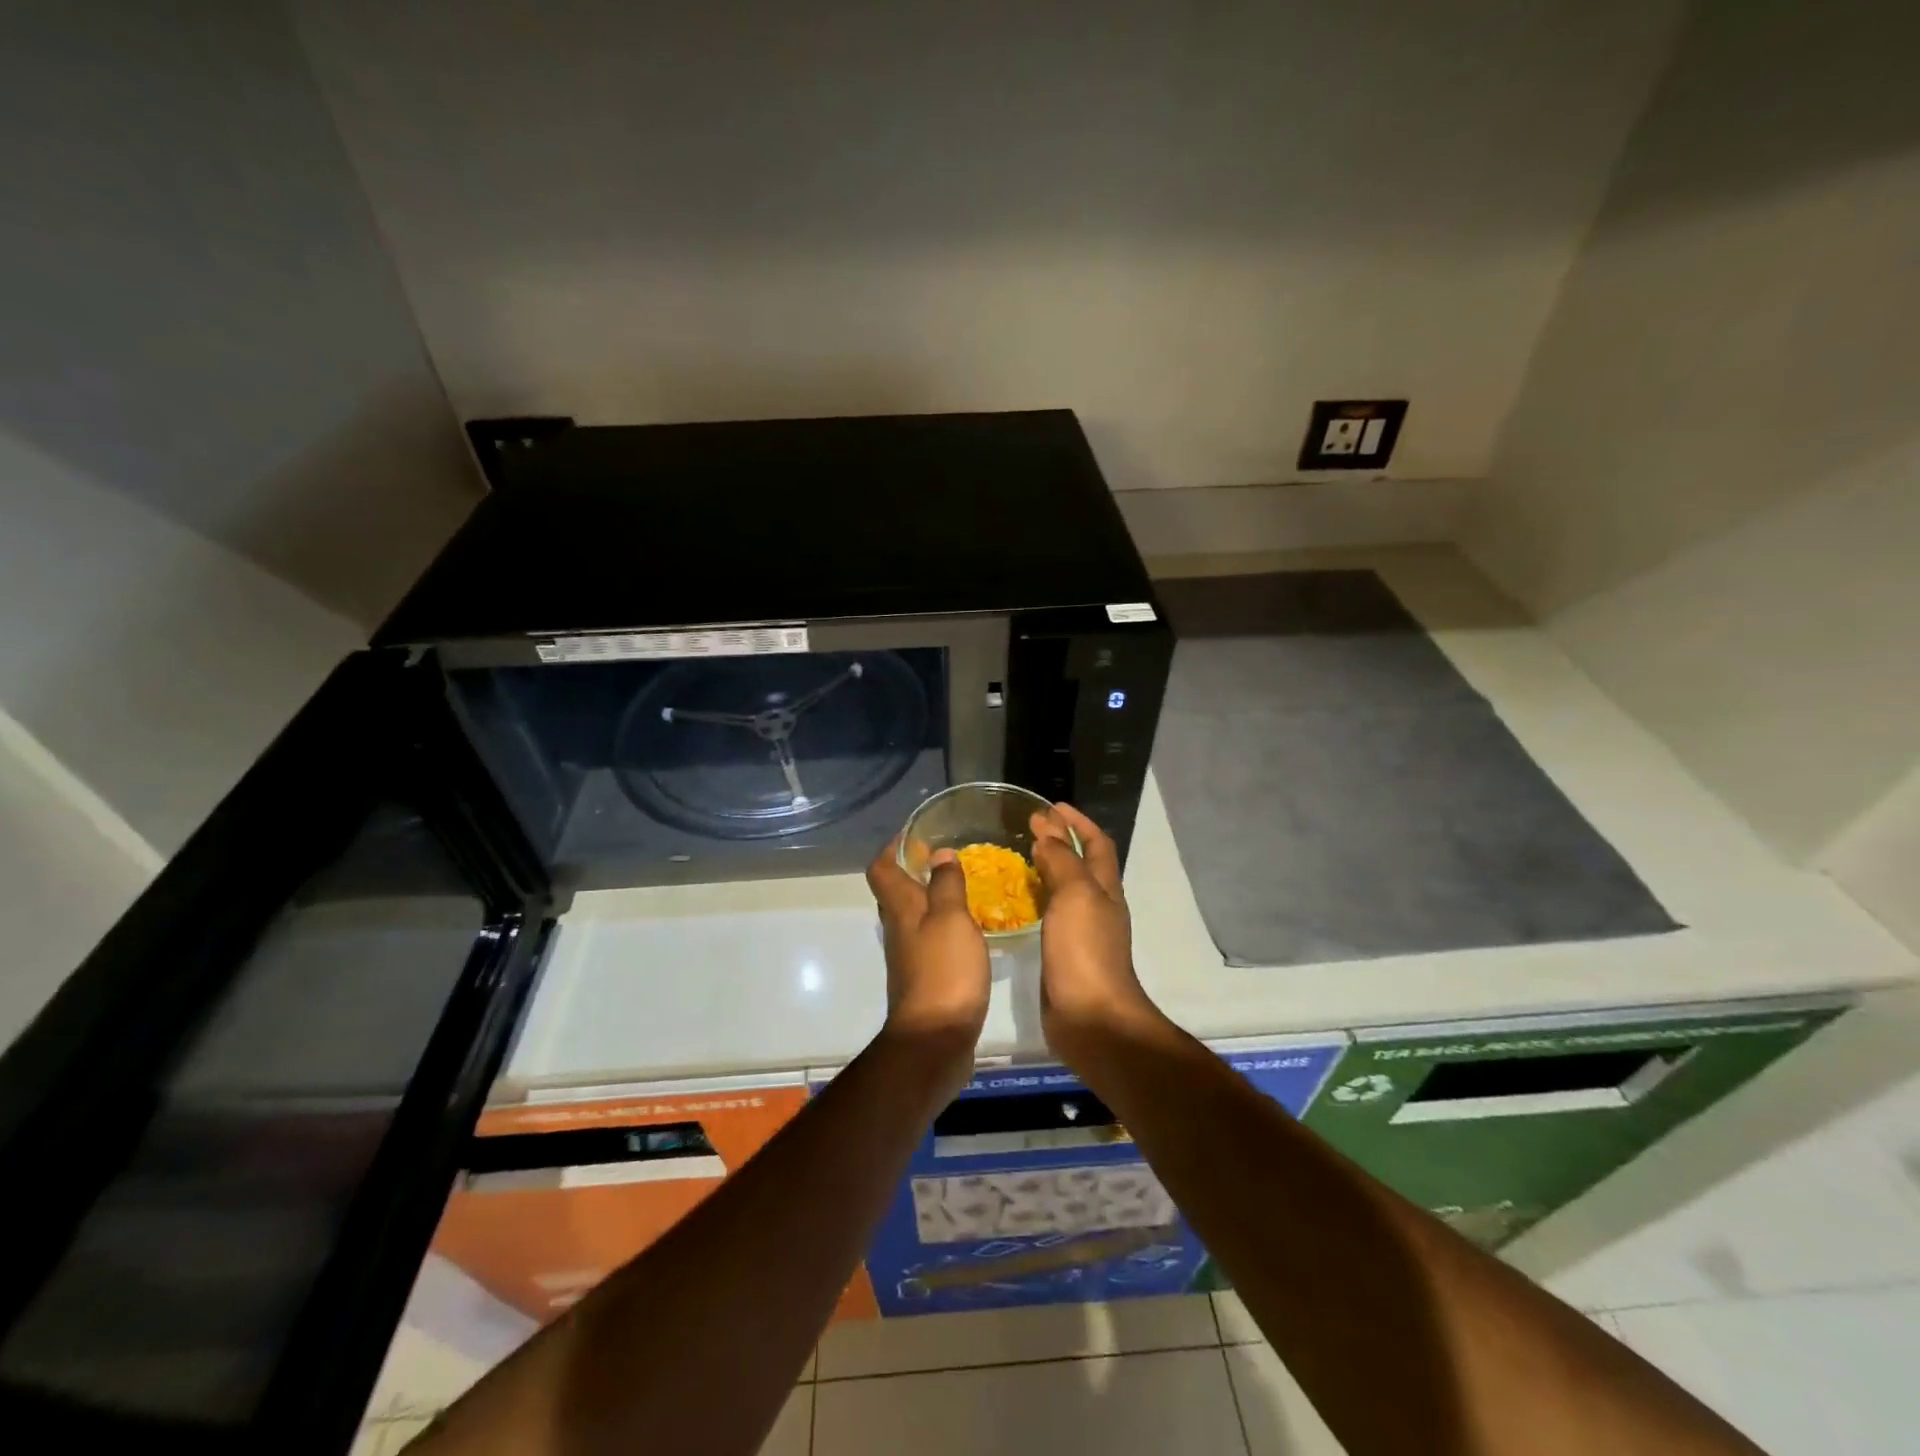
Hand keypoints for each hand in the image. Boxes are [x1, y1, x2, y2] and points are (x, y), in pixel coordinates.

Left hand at [866, 839, 990, 1088]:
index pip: (881, 868)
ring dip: (931, 900)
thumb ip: (947, 884)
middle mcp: (899, 929)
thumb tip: (939, 852)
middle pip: (894, 892)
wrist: (935, 1041)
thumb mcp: (952, 919)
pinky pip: (929, 942)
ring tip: (963, 888)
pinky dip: (944, 928)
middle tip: (944, 858)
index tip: (914, 833)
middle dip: (913, 871)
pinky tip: (969, 931)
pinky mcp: (925, 979)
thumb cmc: (944, 971)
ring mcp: (909, 957)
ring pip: (913, 917)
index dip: (891, 847)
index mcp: (901, 909)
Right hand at [1029, 804, 1164, 1061]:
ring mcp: (1081, 932)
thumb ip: (1062, 860)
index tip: (1051, 806)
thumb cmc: (1085, 951)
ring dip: (1046, 868)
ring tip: (1017, 857)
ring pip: (1065, 889)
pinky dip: (1036, 899)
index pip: (1096, 844)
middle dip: (1060, 841)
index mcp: (1105, 889)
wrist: (1090, 1018)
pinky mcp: (1063, 954)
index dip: (1077, 822)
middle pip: (1082, 864)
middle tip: (1028, 828)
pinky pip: (1050, 915)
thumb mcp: (1075, 895)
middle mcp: (1097, 906)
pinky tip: (1014, 901)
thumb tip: (1048, 831)